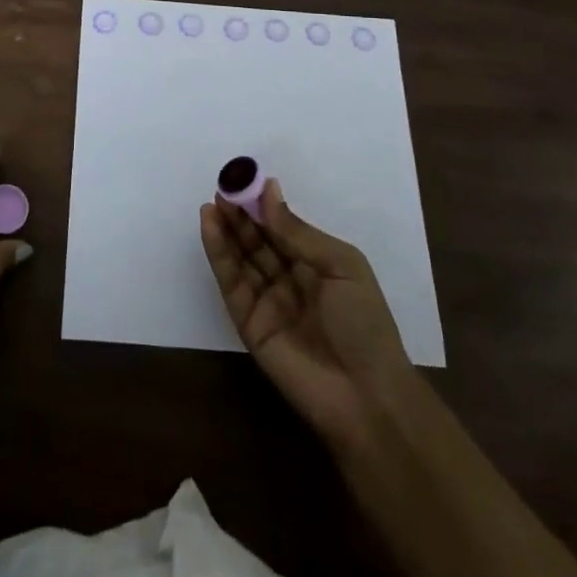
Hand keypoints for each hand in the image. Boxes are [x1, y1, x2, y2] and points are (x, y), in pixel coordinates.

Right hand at [200, 179, 417, 453]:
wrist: (366, 396)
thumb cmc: (364, 324)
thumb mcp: (341, 266)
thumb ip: (298, 232)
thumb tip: (269, 192)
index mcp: (317, 265)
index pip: (284, 228)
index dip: (264, 205)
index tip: (245, 179)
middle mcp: (290, 279)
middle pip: (259, 240)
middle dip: (240, 214)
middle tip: (223, 187)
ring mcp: (268, 301)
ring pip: (241, 258)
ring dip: (225, 230)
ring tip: (212, 203)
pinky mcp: (248, 322)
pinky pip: (231, 282)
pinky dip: (218, 254)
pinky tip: (210, 227)